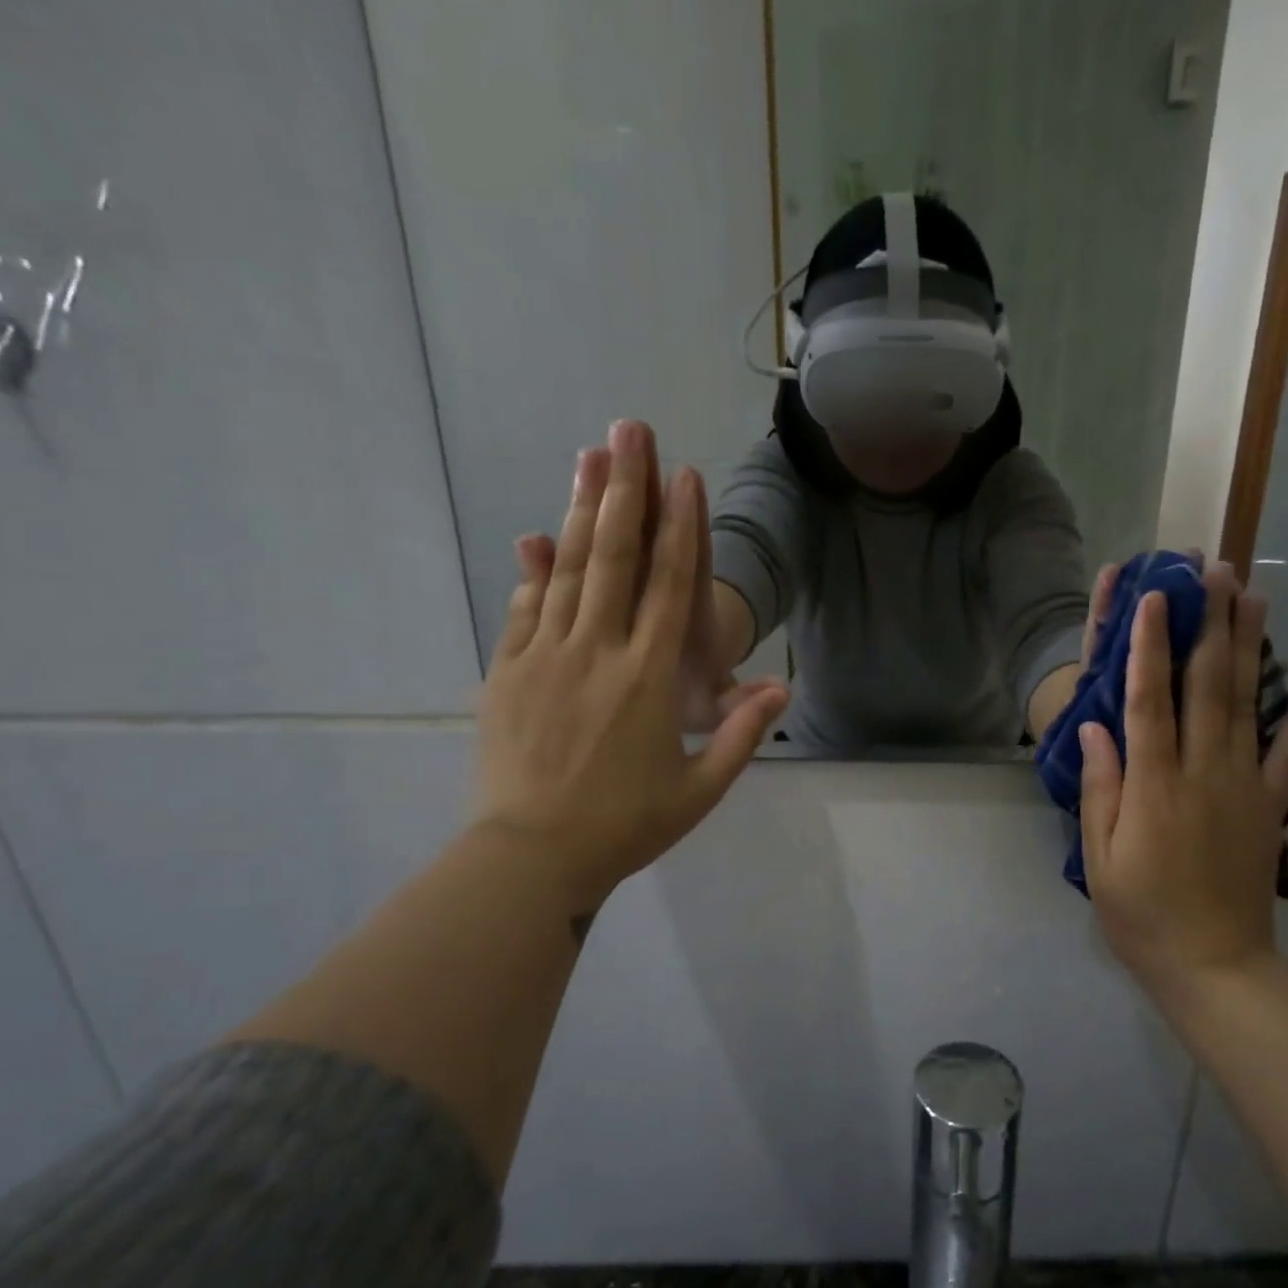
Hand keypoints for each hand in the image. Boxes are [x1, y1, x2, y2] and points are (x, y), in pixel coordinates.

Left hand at [476, 421, 789, 912]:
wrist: (530, 857)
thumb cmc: (624, 826)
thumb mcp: (699, 790)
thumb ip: (742, 735)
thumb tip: (781, 688)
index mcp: (648, 678)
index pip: (670, 584)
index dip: (681, 524)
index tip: (683, 474)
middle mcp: (597, 651)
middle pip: (615, 555)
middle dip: (626, 488)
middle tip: (628, 429)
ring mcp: (545, 656)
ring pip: (568, 569)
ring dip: (582, 509)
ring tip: (591, 457)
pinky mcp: (506, 672)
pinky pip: (524, 607)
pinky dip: (535, 569)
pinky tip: (539, 535)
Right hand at [1078, 561, 1287, 1006]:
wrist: (1214, 966)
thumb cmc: (1142, 914)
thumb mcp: (1100, 858)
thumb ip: (1102, 790)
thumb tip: (1094, 729)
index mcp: (1153, 786)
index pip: (1149, 701)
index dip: (1149, 646)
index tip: (1155, 597)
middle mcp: (1202, 773)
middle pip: (1207, 686)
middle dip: (1208, 624)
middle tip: (1214, 571)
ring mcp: (1244, 786)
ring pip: (1247, 705)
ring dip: (1251, 648)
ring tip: (1254, 597)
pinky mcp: (1270, 806)